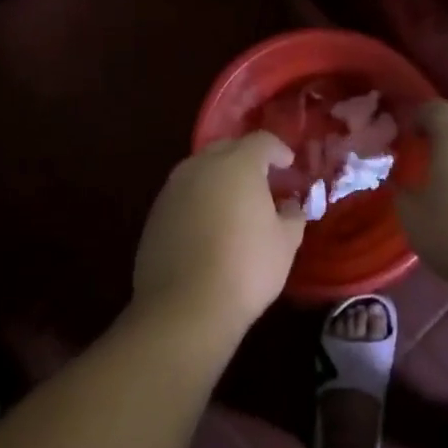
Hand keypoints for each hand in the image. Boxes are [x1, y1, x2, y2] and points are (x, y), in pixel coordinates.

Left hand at [131, 131, 305, 341]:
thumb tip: (289, 204)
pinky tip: (210, 224)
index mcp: (236, 164)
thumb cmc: (246, 268)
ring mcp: (173, 188)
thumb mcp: (285, 243)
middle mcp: (200, 166)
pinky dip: (200, 199)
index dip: (279, 150)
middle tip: (264, 181)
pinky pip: (184, 193)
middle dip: (247, 159)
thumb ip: (292, 214)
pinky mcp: (156, 212)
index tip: (289, 165)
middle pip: (227, 148)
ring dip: (220, 177)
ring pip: (201, 169)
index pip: (262, 141)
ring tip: (236, 202)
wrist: (184, 306)